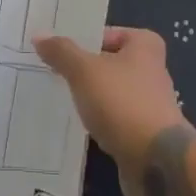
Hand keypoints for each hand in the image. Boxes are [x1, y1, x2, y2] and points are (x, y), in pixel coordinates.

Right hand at [33, 27, 185, 195]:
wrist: (156, 163)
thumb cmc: (122, 102)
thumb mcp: (84, 70)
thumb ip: (62, 52)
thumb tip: (39, 35)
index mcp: (144, 45)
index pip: (107, 33)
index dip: (82, 39)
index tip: (56, 48)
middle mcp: (151, 70)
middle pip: (108, 63)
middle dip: (82, 68)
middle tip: (50, 70)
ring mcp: (148, 104)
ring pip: (109, 92)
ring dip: (89, 97)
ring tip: (58, 97)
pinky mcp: (143, 134)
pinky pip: (113, 119)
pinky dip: (97, 120)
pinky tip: (76, 125)